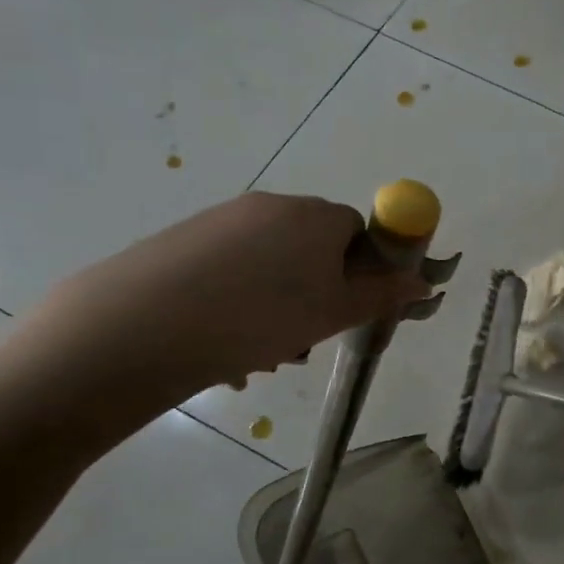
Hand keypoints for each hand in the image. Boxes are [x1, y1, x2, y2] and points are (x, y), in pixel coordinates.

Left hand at [16, 193, 431, 429]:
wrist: (139, 328)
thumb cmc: (259, 318)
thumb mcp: (334, 313)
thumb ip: (383, 296)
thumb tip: (424, 282)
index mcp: (314, 215)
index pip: (356, 231)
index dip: (358, 272)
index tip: (342, 311)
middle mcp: (270, 206)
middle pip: (312, 249)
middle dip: (315, 296)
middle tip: (300, 343)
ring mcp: (221, 221)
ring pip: (269, 267)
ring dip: (277, 309)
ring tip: (257, 357)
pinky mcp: (181, 242)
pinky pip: (229, 273)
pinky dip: (237, 305)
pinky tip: (220, 348)